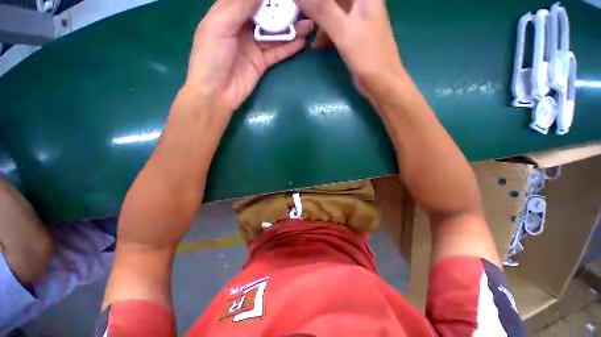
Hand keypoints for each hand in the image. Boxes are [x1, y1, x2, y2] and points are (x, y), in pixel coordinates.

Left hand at [184, 0, 313, 110]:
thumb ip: (239, 6)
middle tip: (301, 8)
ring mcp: (254, 46)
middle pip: (266, 15)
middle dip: (282, 11)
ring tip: (308, 24)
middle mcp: (243, 28)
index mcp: (228, 14)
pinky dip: (289, 47)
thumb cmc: (211, 57)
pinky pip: (277, 52)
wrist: (217, 93)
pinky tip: (301, 41)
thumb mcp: (220, 26)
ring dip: (290, 29)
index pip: (249, 0)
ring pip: (274, 34)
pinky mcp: (262, 63)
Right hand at [297, 0, 403, 95]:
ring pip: (332, 11)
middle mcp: (360, 2)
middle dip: (316, 8)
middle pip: (333, 1)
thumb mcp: (344, 31)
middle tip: (303, 18)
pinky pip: (334, 27)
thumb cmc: (367, 56)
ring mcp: (356, 17)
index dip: (317, 1)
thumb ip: (322, 9)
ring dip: (318, 21)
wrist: (380, 81)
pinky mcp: (352, 33)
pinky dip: (324, 34)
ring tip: (305, 32)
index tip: (302, 7)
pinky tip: (315, 44)